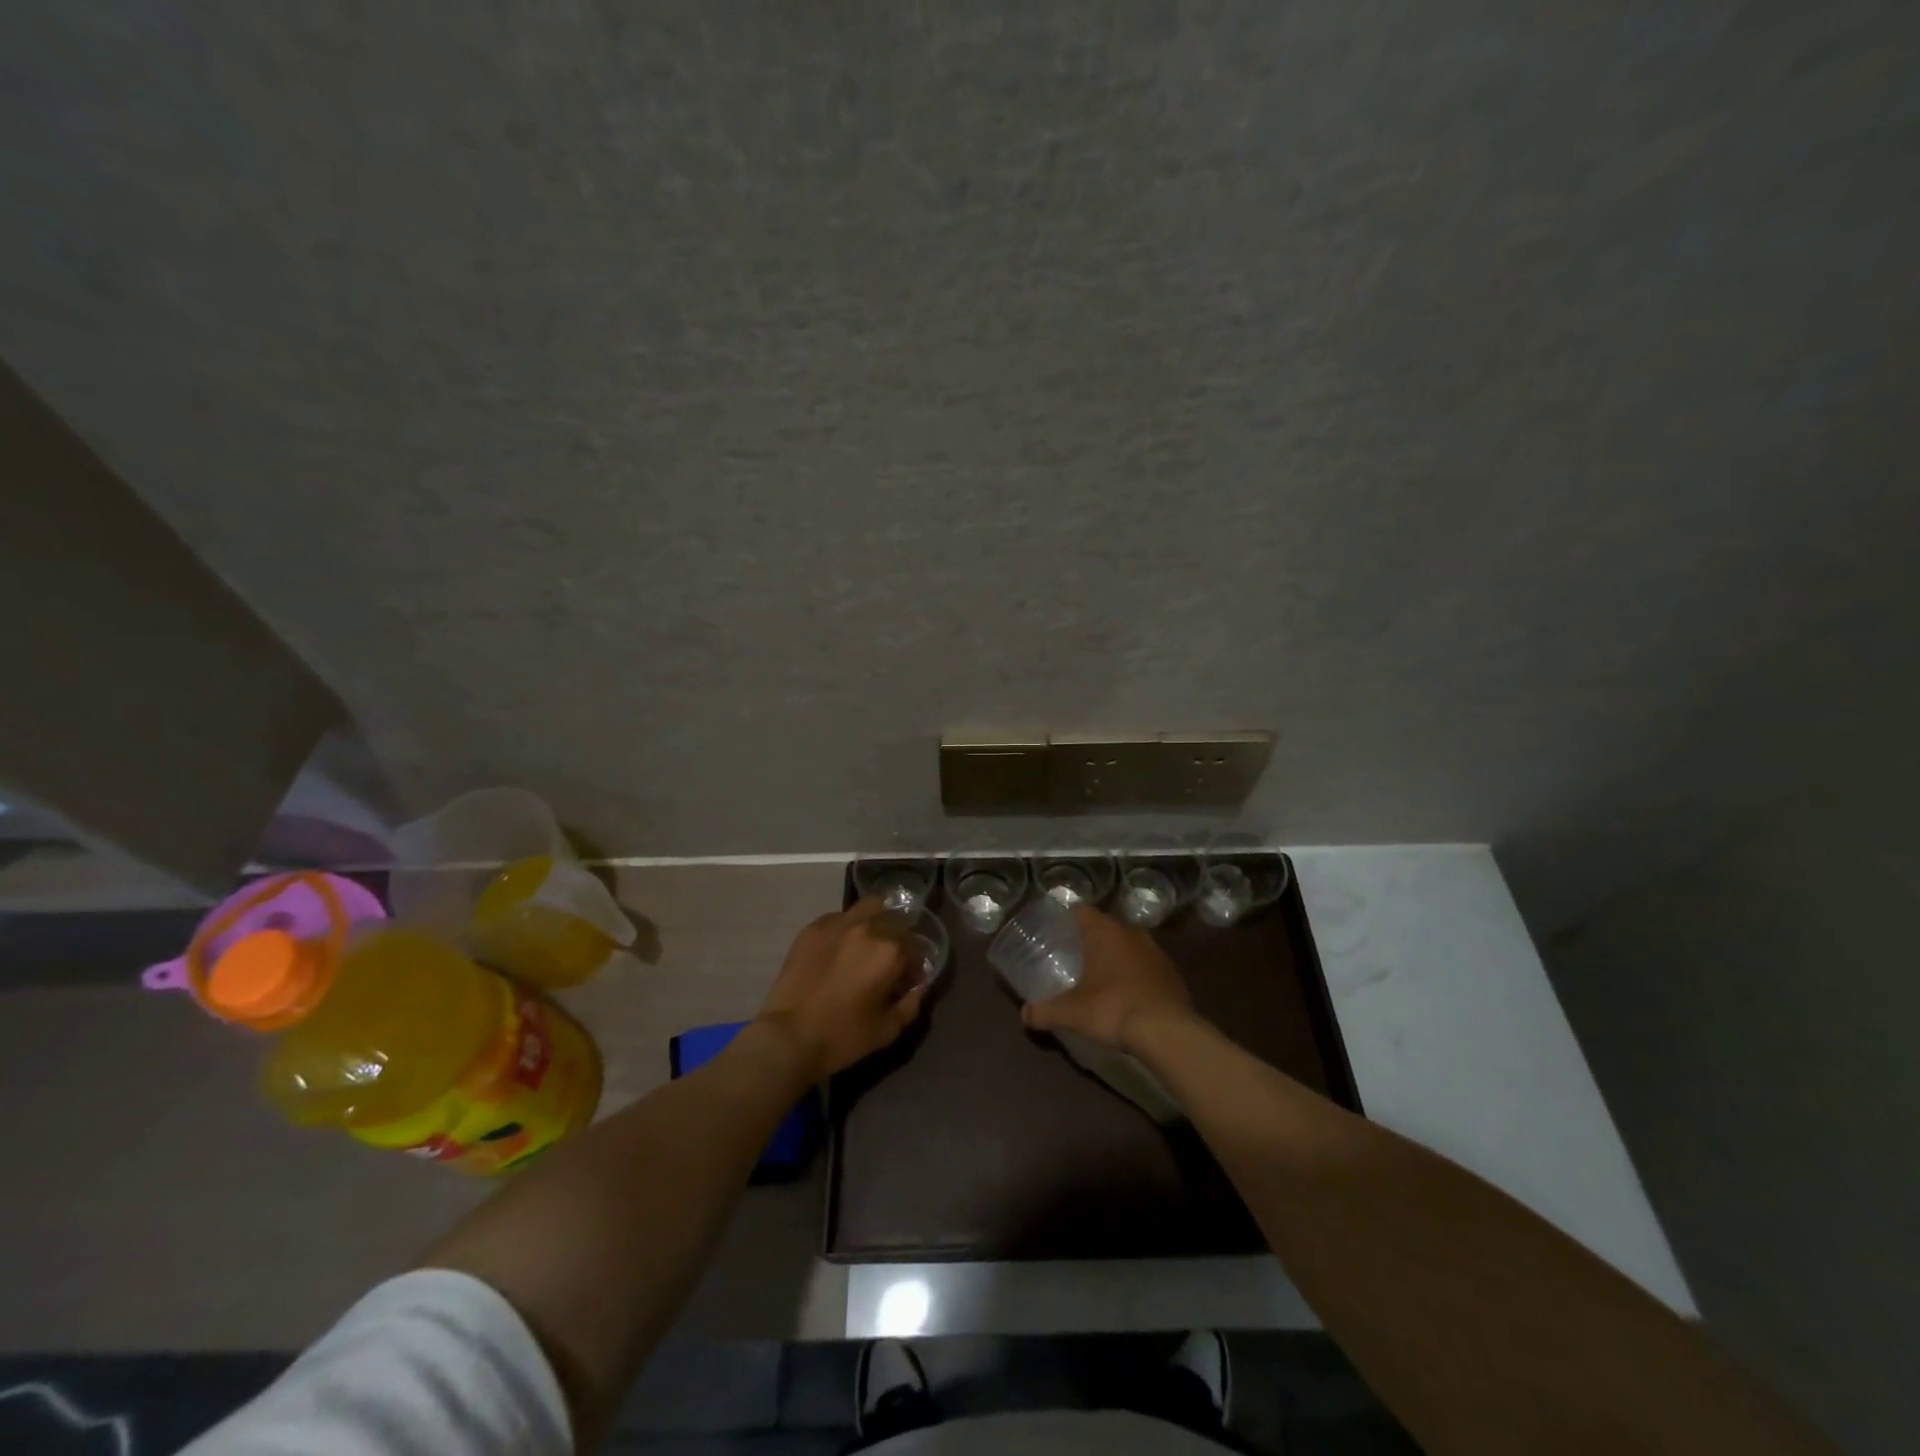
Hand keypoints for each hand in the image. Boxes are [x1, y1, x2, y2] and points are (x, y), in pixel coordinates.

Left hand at [756, 899, 926, 1080]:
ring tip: (867, 946)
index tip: (905, 984)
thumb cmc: (843, 1036)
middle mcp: (867, 927)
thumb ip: (911, 1003)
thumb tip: (918, 987)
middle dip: (898, 940)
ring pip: (869, 908)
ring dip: (876, 922)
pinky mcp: (813, 928)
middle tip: (888, 963)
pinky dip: (847, 929)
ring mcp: (837, 923)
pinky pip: (840, 918)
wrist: (788, 1037)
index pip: (916, 947)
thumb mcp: (888, 1029)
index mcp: (890, 950)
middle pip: (896, 921)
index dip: (914, 968)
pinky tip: (839, 951)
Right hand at [1021, 904, 1197, 1053]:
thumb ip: (1045, 1011)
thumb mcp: (1072, 1012)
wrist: (1167, 1031)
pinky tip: (1128, 992)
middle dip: (1092, 938)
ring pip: (1129, 943)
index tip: (1057, 930)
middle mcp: (1130, 932)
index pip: (1081, 910)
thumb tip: (1023, 1015)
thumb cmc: (1112, 1008)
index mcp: (1104, 931)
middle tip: (1075, 955)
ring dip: (1117, 954)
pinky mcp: (1172, 971)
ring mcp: (1155, 951)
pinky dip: (1136, 972)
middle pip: (1106, 926)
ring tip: (1101, 974)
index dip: (1068, 918)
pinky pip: (1147, 964)